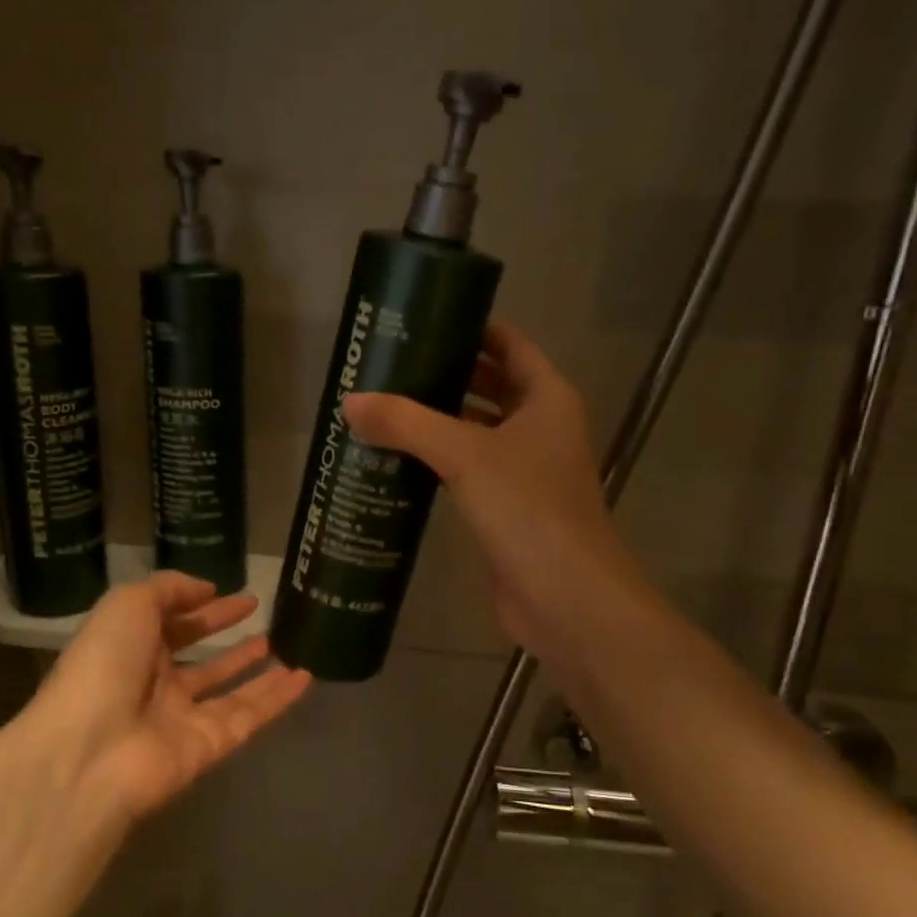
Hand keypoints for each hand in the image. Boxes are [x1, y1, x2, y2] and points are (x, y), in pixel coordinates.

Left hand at [29, 573, 311, 818]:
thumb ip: (169, 589)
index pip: (174, 623)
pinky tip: (305, 677)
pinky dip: (278, 699)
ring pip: (230, 689)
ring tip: (291, 646)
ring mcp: (183, 718)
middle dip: (229, 637)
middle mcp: (157, 683)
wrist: (90, 751)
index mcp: (132, 648)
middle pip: (201, 657)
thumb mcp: (128, 604)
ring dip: (258, 668)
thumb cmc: (104, 665)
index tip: (240, 596)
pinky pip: (250, 716)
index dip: (205, 608)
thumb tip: (207, 590)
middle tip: (265, 617)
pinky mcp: (209, 746)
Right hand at [343, 322, 647, 667]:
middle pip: (490, 384)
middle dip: (445, 373)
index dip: (470, 327)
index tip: (421, 318)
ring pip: (477, 430)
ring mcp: (525, 470)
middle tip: (389, 365)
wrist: (565, 598)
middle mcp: (540, 427)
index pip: (508, 344)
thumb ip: (407, 424)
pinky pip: (468, 470)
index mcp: (546, 398)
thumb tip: (351, 402)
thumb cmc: (527, 509)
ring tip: (383, 406)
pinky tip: (397, 460)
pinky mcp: (506, 508)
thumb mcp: (465, 455)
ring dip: (438, 419)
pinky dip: (438, 460)